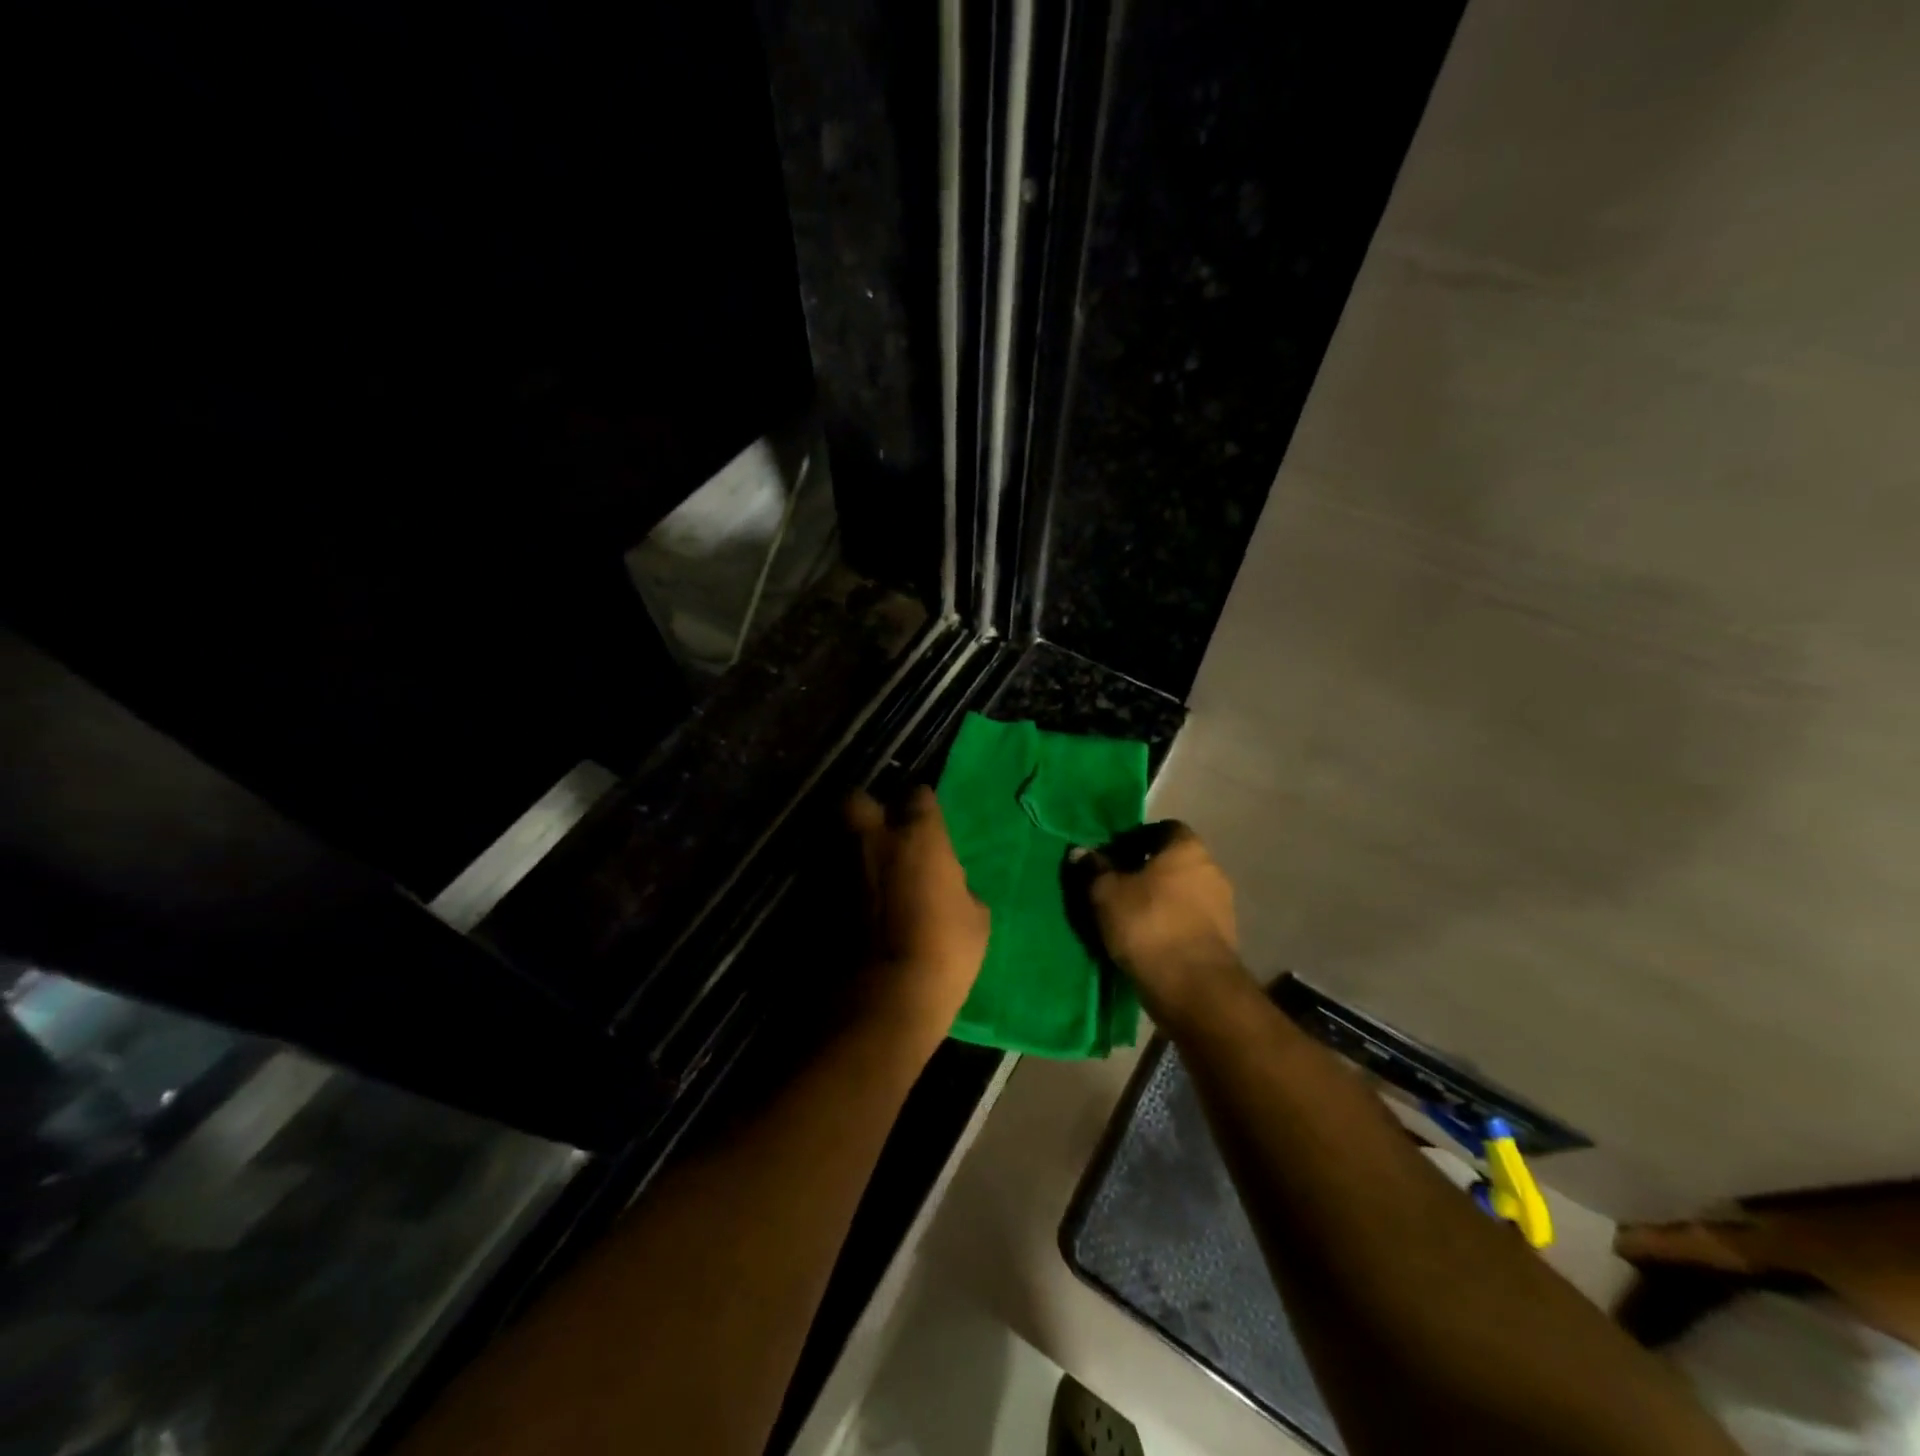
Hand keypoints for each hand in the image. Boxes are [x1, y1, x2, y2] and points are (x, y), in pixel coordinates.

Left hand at [845, 785, 989, 1042]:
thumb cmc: (943, 954)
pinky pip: (825, 877)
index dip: (922, 807)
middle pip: (858, 800)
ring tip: (863, 873)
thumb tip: (949, 885)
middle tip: (881, 835)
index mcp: (917, 837)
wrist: (882, 1000)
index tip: (927, 823)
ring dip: (849, 850)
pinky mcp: (813, 897)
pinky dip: (835, 885)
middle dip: (868, 810)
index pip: (918, 796)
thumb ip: (959, 887)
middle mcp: (872, 840)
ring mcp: (837, 867)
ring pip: (836, 837)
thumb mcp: (976, 920)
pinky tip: (848, 905)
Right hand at [1087, 822, 1250, 1031]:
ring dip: (1158, 902)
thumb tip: (1082, 852)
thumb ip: (1094, 869)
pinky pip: (1187, 923)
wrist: (1193, 988)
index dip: (1136, 839)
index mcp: (1187, 848)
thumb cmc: (1148, 925)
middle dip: (1145, 872)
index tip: (1112, 856)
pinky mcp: (1221, 941)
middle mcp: (1211, 870)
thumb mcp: (1106, 893)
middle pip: (1173, 863)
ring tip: (1126, 918)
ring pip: (1181, 895)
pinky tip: (1144, 940)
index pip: (1163, 829)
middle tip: (1114, 887)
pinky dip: (1168, 926)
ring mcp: (1221, 907)